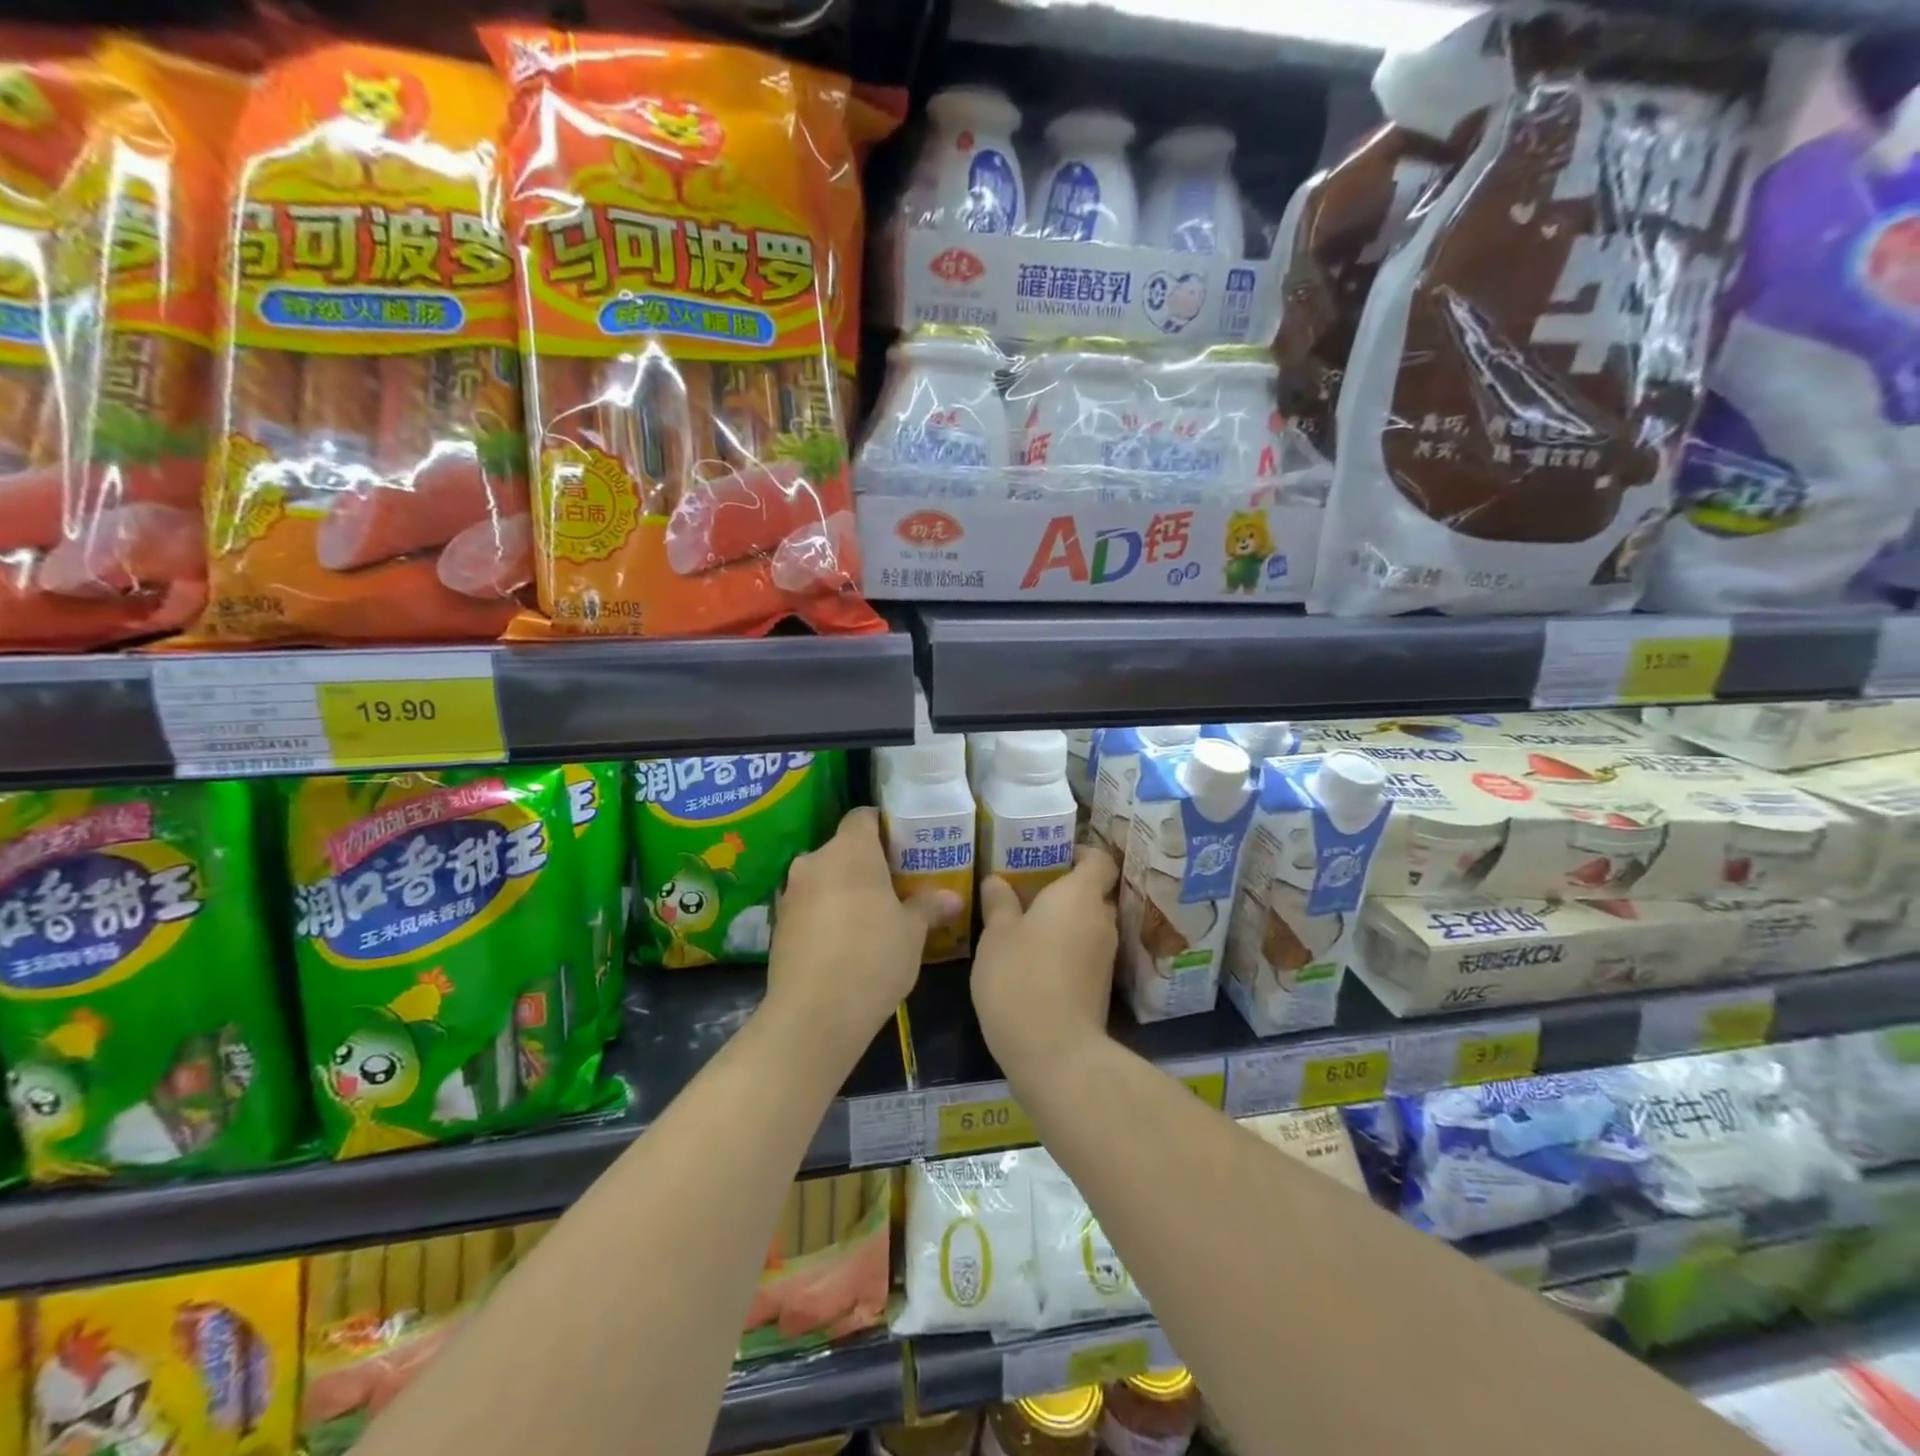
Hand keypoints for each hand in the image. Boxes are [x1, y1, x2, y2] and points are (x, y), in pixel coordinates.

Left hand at [766, 807, 959, 1064]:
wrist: (814, 1014)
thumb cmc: (873, 957)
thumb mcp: (912, 932)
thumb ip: (929, 906)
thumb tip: (953, 897)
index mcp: (850, 851)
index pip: (863, 817)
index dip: (883, 826)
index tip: (902, 845)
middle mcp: (814, 861)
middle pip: (842, 849)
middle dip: (866, 864)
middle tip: (894, 886)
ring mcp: (791, 893)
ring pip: (823, 878)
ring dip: (843, 890)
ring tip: (870, 918)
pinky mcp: (777, 925)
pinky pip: (808, 906)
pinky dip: (825, 915)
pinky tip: (844, 943)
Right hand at [972, 846, 1119, 1088]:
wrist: (1054, 1052)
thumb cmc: (1020, 978)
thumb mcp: (997, 936)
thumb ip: (999, 903)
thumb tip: (998, 880)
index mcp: (1079, 896)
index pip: (1099, 860)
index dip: (1082, 852)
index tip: (1054, 852)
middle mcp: (1101, 920)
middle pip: (1093, 892)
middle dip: (1065, 888)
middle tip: (1029, 888)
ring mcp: (1105, 956)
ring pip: (1088, 924)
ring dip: (1064, 920)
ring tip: (1026, 923)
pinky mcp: (1100, 986)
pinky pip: (1085, 951)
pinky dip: (1066, 947)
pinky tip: (1035, 957)